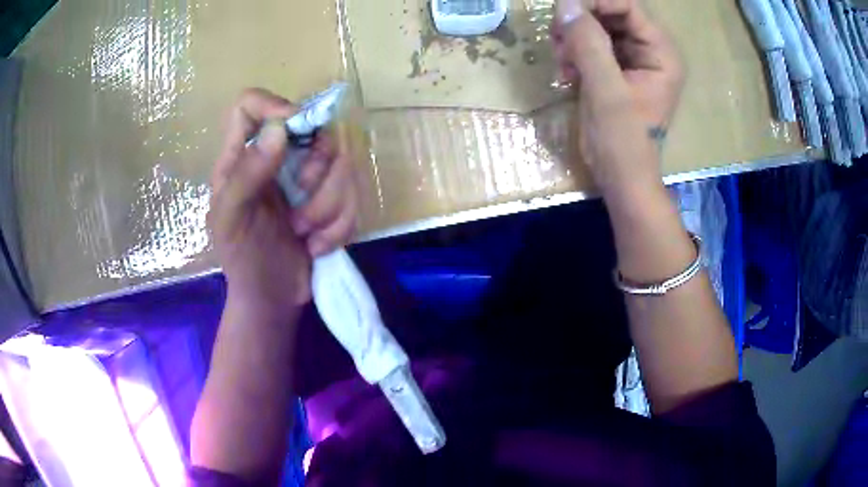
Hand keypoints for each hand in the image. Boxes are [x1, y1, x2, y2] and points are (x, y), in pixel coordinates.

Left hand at [209, 88, 358, 317]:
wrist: (273, 299)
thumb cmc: (242, 260)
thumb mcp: (231, 220)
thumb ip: (246, 174)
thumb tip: (279, 128)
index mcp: (242, 157)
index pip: (249, 104)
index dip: (273, 106)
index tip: (292, 132)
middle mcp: (277, 157)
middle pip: (314, 128)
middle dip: (316, 173)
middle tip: (300, 208)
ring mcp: (308, 177)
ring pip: (343, 163)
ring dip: (328, 208)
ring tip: (305, 235)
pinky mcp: (332, 199)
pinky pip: (355, 195)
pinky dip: (340, 226)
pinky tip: (317, 246)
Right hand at [553, 0, 683, 195]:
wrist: (622, 179)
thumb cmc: (622, 142)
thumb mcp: (606, 91)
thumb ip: (588, 44)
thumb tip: (565, 5)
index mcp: (661, 53)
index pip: (626, 6)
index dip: (593, 2)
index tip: (561, 13)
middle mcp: (650, 50)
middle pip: (610, 13)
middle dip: (580, 22)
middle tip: (556, 39)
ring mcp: (634, 60)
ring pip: (598, 27)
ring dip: (573, 38)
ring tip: (560, 60)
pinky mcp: (618, 70)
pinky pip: (592, 45)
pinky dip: (574, 52)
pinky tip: (566, 71)